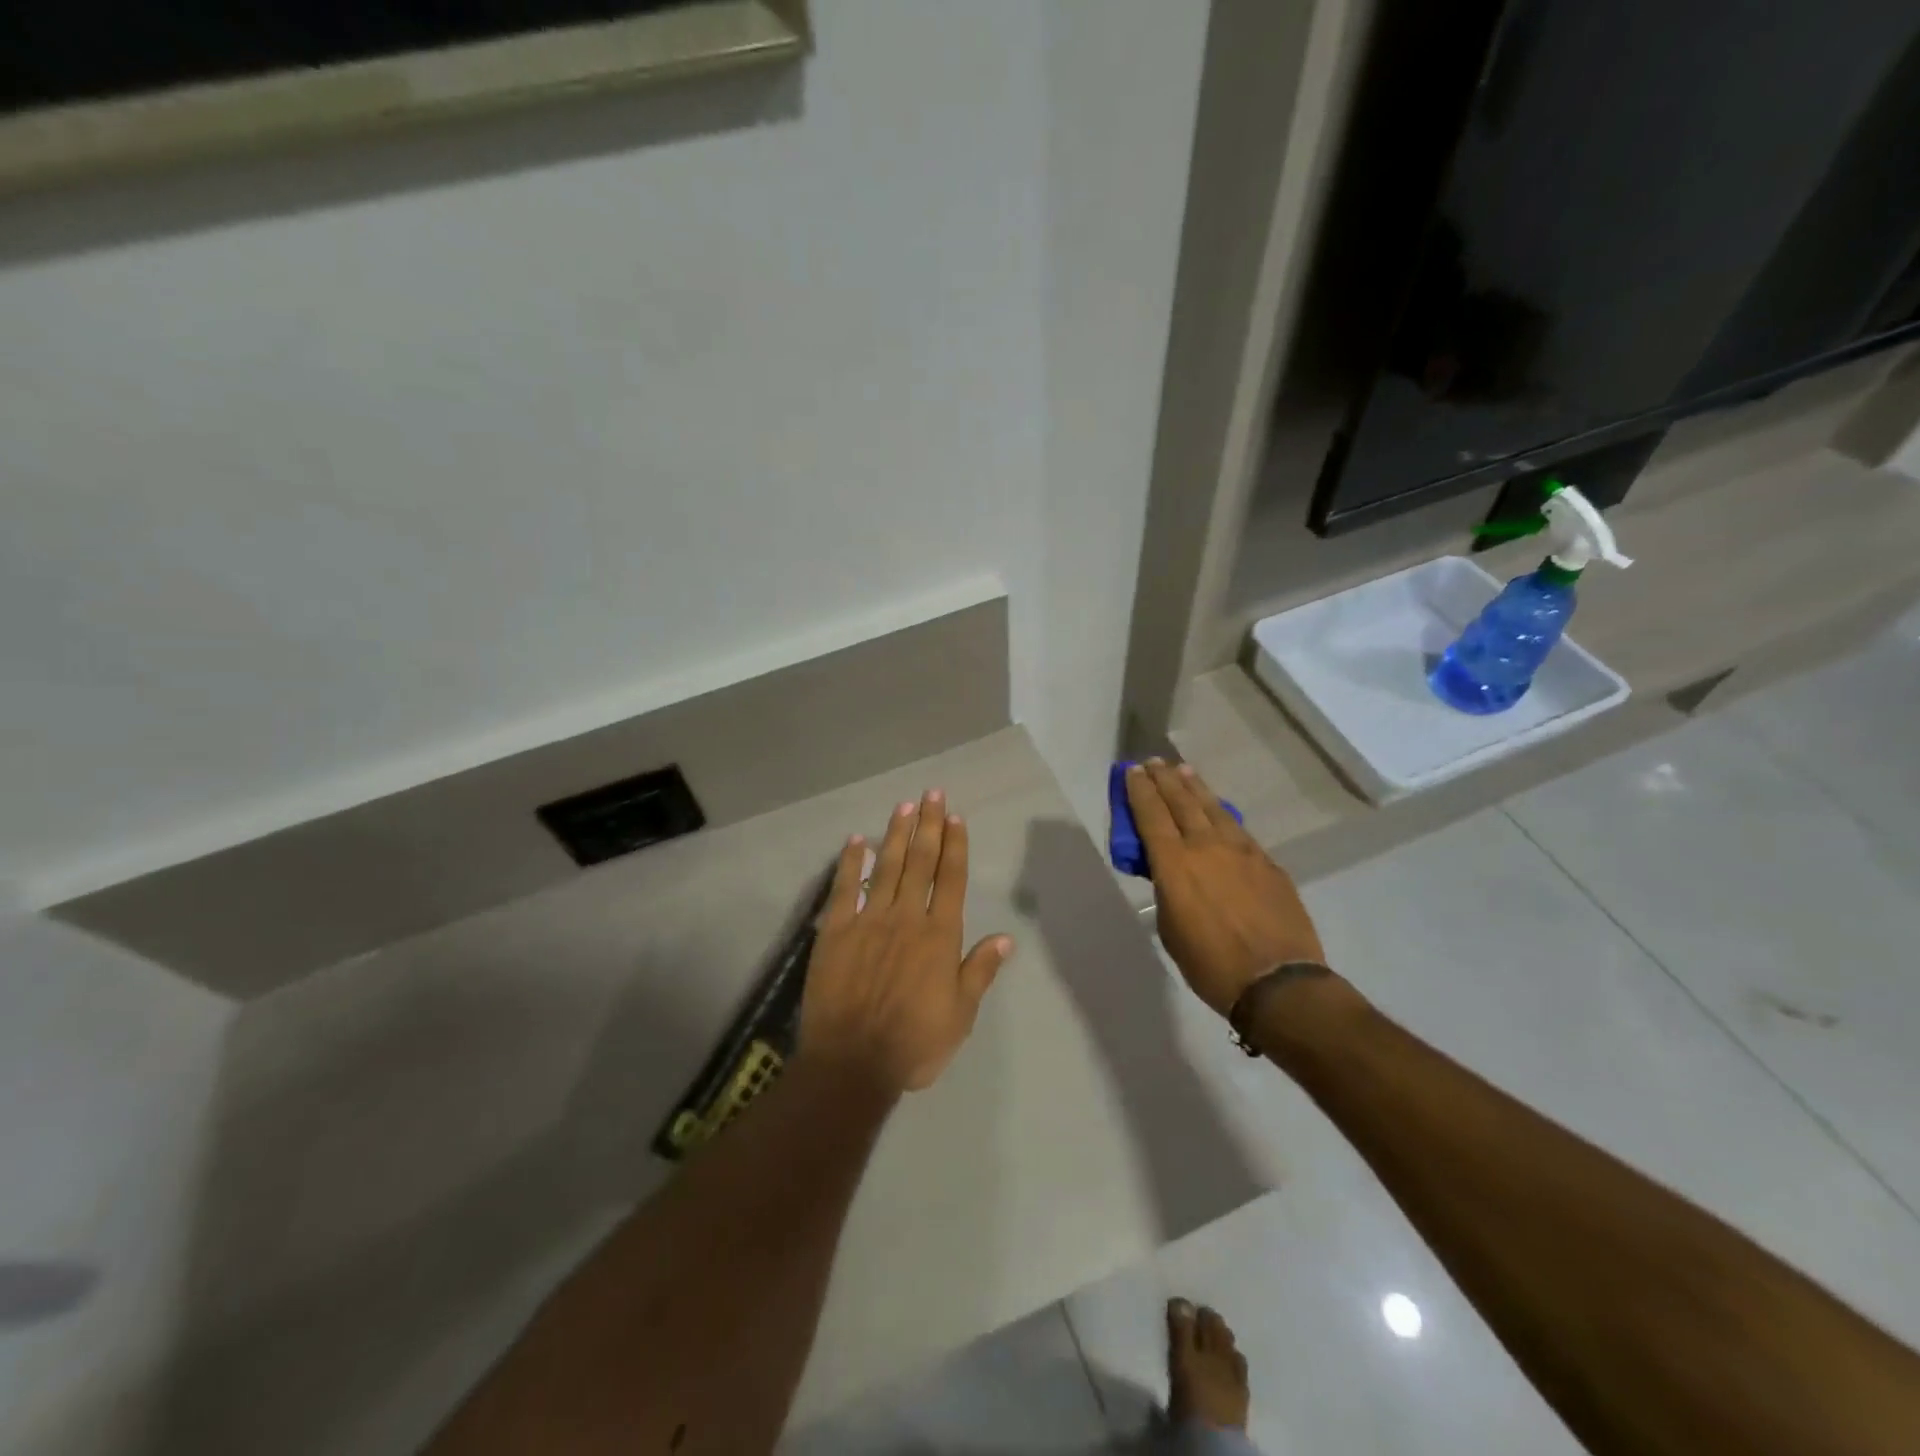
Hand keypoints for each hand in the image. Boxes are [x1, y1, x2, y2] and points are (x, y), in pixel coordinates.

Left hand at [799, 790, 1014, 1093]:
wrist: (852, 1063)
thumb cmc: (914, 1044)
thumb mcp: (960, 1015)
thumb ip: (979, 971)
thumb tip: (1005, 937)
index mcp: (939, 936)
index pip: (951, 879)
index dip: (955, 845)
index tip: (955, 817)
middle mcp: (907, 918)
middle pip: (921, 863)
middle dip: (928, 825)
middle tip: (931, 793)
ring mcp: (869, 921)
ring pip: (887, 867)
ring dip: (896, 835)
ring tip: (903, 807)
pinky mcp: (836, 931)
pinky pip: (845, 889)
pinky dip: (851, 862)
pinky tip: (857, 840)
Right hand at [1126, 760, 1325, 1018]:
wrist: (1278, 981)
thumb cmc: (1211, 964)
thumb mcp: (1171, 930)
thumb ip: (1167, 892)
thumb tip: (1172, 876)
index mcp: (1175, 864)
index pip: (1151, 815)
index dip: (1140, 791)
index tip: (1132, 771)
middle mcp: (1206, 847)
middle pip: (1181, 802)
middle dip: (1164, 780)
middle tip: (1154, 763)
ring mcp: (1241, 851)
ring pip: (1213, 808)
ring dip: (1195, 788)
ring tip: (1183, 771)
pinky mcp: (1267, 862)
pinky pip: (1237, 828)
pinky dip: (1221, 813)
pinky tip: (1218, 811)